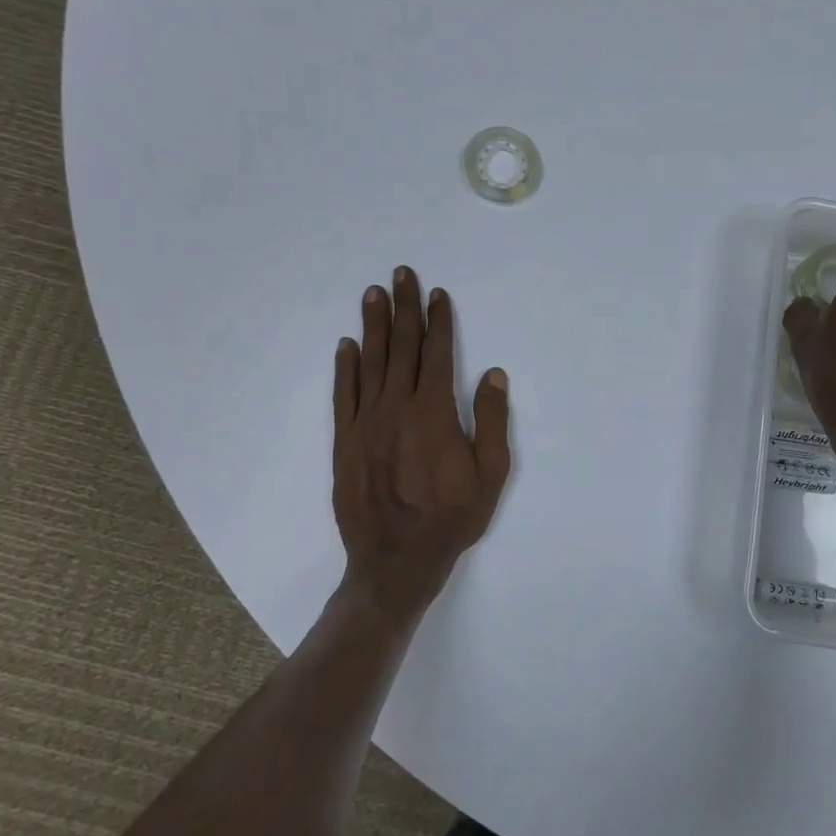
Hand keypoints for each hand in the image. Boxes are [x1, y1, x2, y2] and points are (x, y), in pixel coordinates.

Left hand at [332, 267, 511, 626]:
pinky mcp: (344, 442)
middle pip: (401, 348)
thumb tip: (492, 373)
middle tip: (401, 274)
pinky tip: (346, 345)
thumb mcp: (491, 474)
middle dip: (404, 308)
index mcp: (434, 413)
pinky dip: (345, 368)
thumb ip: (491, 420)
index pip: (436, 354)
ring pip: (370, 363)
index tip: (439, 294)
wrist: (396, 561)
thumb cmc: (452, 519)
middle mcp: (396, 408)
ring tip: (373, 294)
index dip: (439, 321)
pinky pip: (343, 396)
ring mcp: (365, 424)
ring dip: (373, 326)